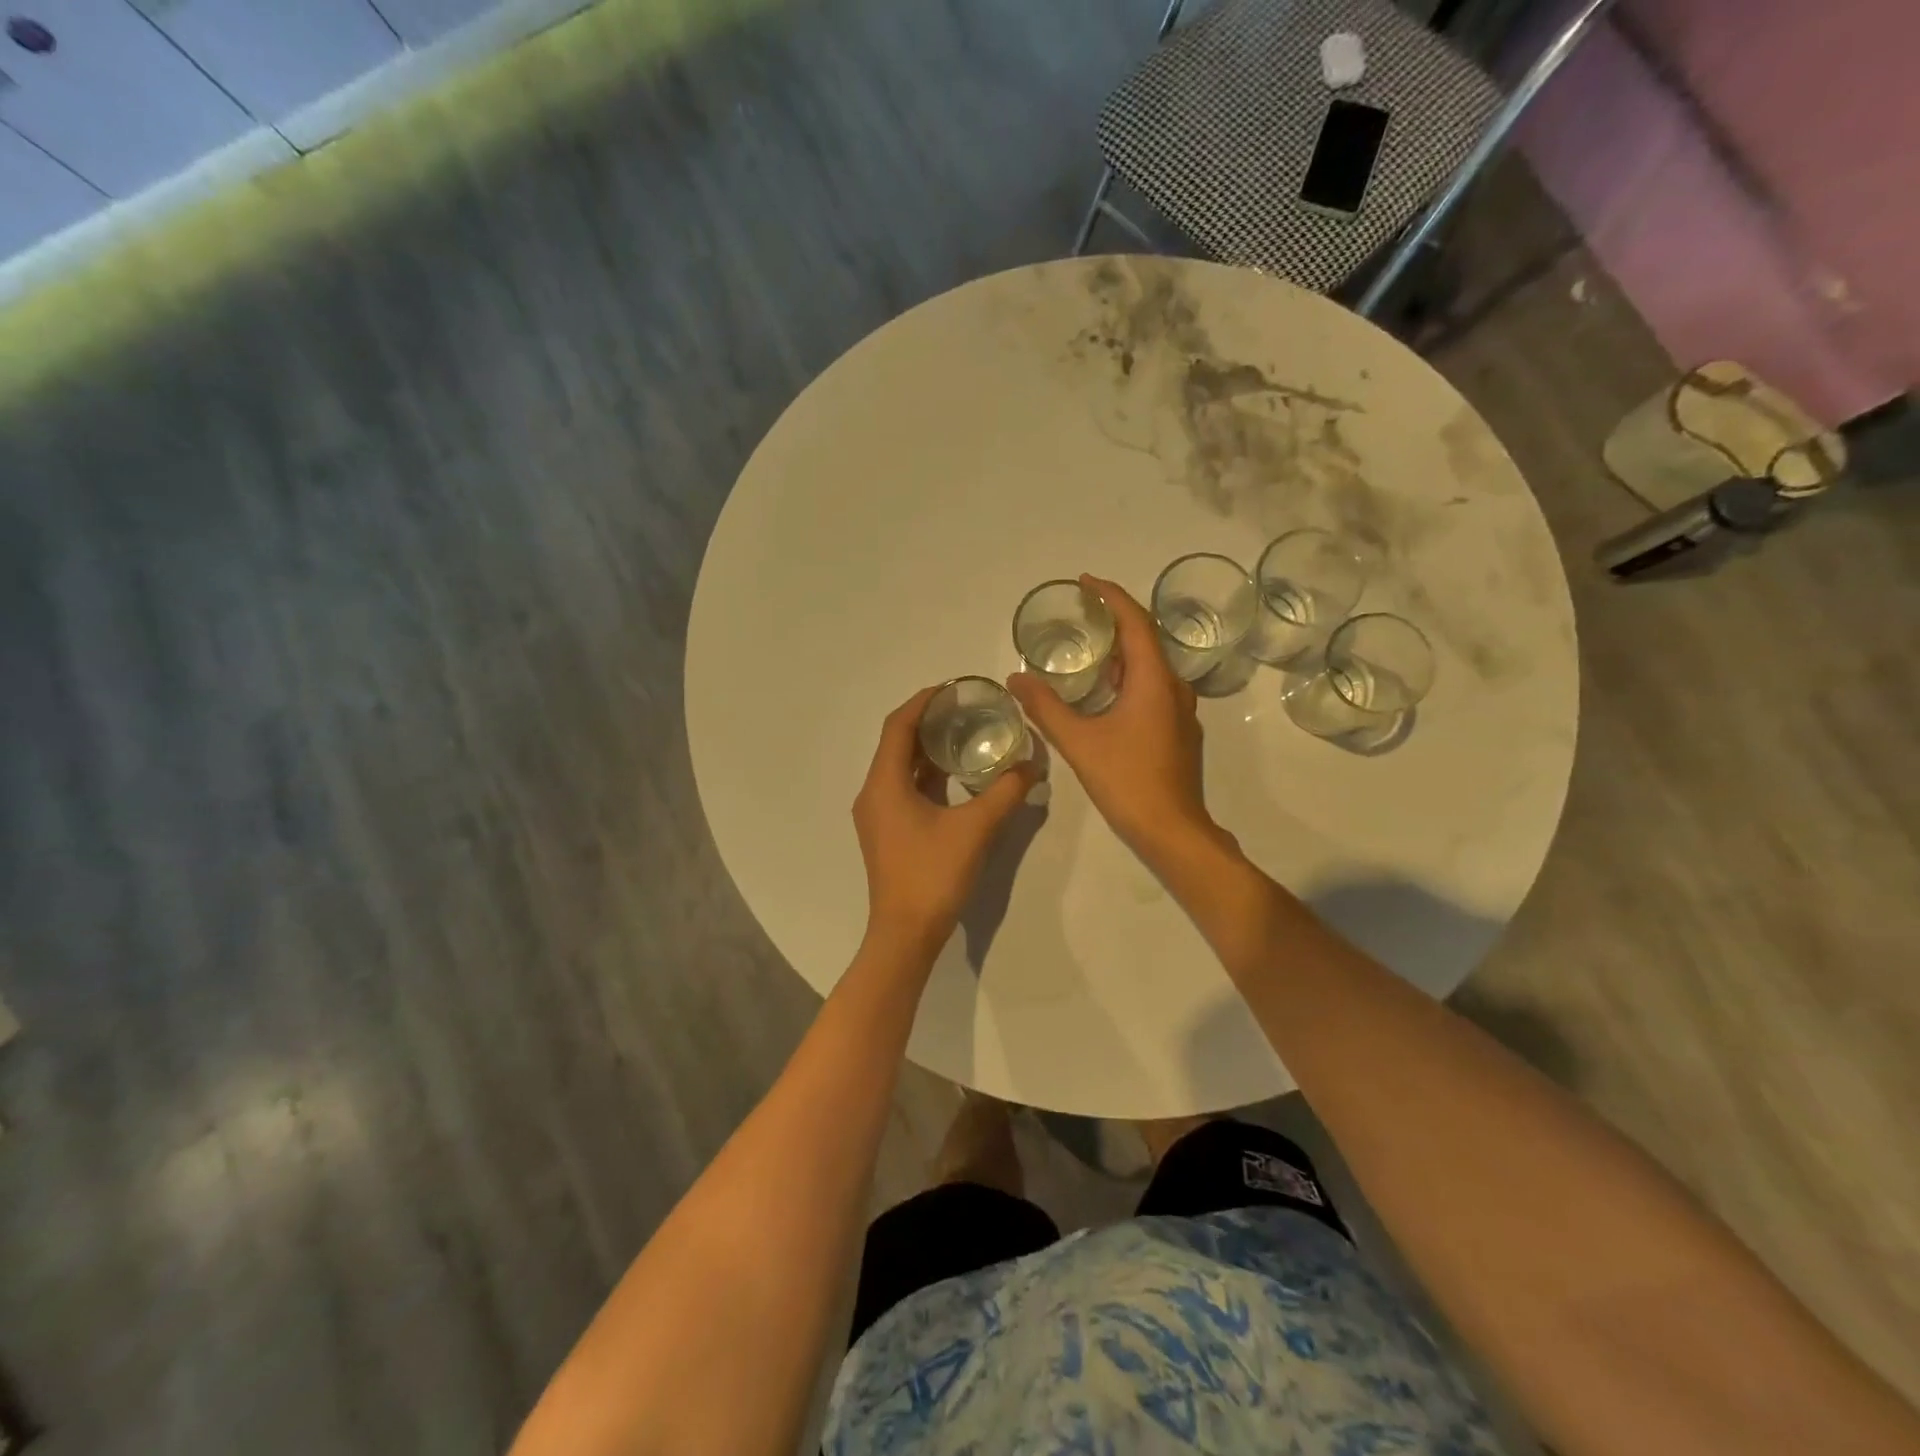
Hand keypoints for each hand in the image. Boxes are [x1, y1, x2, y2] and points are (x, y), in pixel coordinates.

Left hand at [853, 687, 1038, 954]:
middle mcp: (873, 793)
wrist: (906, 934)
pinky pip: (904, 789)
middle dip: (928, 722)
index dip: (923, 702)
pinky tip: (956, 776)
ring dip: (927, 749)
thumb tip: (1032, 765)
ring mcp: (878, 815)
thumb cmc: (933, 875)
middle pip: (897, 743)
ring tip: (965, 734)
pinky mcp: (887, 832)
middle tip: (966, 709)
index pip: (898, 726)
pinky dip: (927, 775)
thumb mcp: (976, 829)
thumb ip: (1005, 792)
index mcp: (884, 784)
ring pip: (900, 768)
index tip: (953, 689)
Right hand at [1008, 574, 1220, 866]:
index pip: (1135, 622)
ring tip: (1089, 646)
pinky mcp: (1177, 731)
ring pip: (1150, 666)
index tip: (1086, 582)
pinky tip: (1104, 691)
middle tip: (1082, 611)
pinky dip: (1128, 676)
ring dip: (1122, 650)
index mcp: (1154, 680)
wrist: (1173, 830)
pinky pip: (1153, 688)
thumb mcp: (1079, 742)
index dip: (1111, 596)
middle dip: (1116, 619)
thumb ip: (1046, 708)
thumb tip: (1016, 678)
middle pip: (1146, 639)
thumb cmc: (1128, 781)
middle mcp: (1174, 687)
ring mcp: (1180, 711)